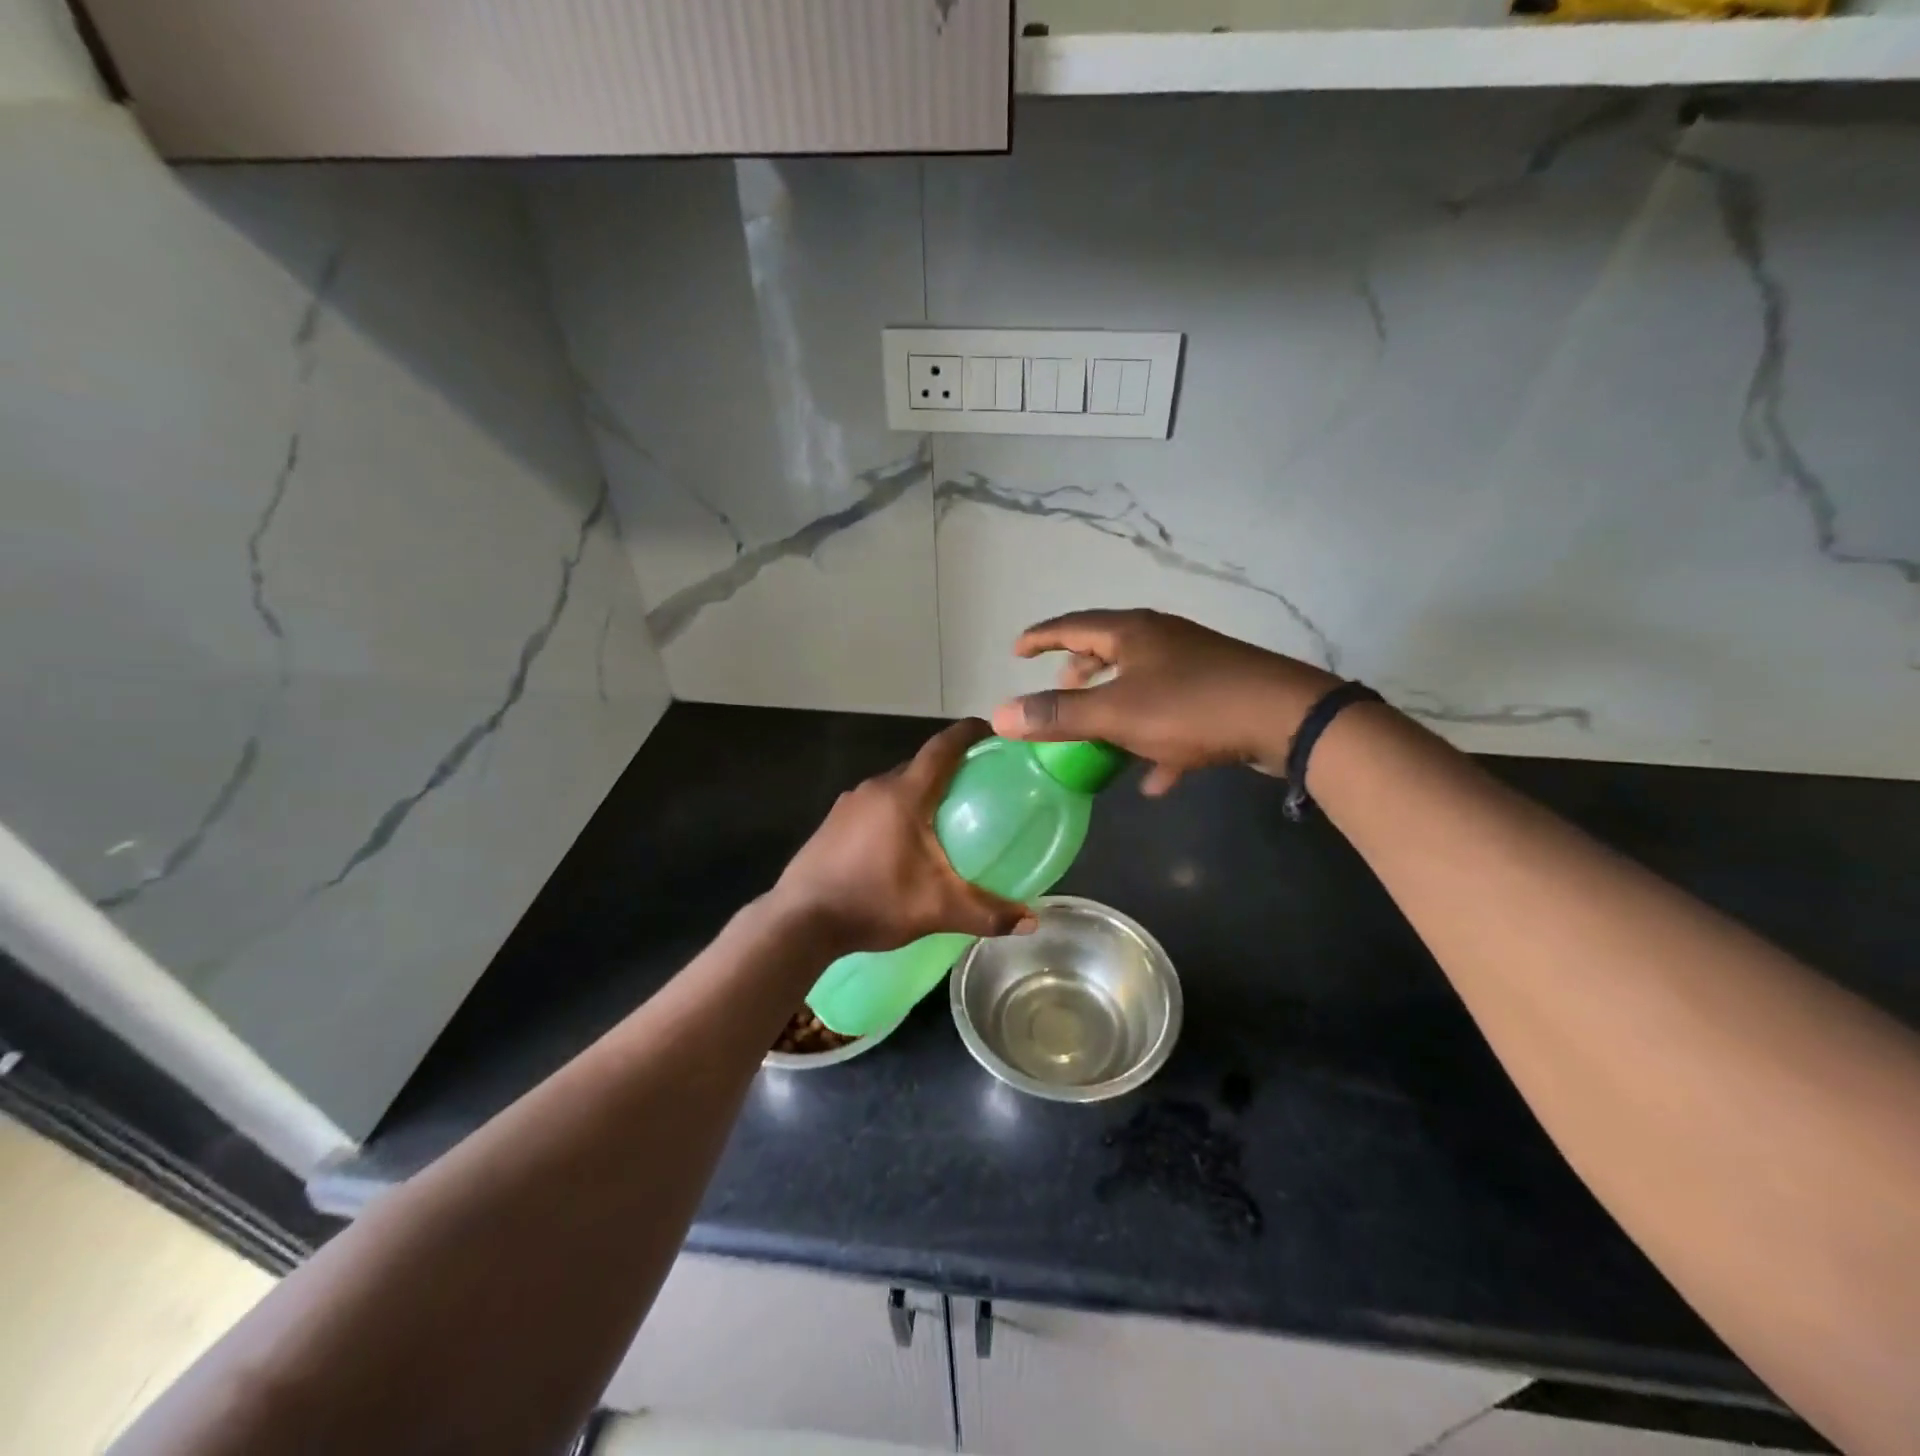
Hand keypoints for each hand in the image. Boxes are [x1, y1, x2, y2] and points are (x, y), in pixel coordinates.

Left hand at [772, 720, 1037, 954]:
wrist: (800, 921)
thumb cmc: (874, 901)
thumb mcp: (937, 909)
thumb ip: (987, 913)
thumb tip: (1032, 920)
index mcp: (905, 794)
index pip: (943, 747)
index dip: (969, 733)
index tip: (993, 732)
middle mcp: (876, 787)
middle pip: (920, 765)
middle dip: (949, 768)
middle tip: (978, 786)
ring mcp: (849, 803)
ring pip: (895, 786)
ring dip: (920, 792)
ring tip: (944, 817)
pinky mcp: (832, 822)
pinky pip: (874, 804)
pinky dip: (895, 810)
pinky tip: (902, 843)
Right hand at [989, 609, 1339, 796]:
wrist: (1287, 718)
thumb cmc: (1192, 707)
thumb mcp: (1116, 714)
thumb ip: (1058, 716)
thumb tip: (1000, 715)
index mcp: (1133, 633)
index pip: (1073, 625)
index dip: (1041, 638)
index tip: (1017, 651)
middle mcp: (1162, 639)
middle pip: (1109, 649)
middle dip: (1080, 672)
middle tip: (1060, 690)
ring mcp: (1194, 664)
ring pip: (1141, 682)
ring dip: (1115, 705)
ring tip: (1097, 733)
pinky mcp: (1219, 693)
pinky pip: (1174, 714)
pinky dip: (1155, 739)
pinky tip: (1153, 778)